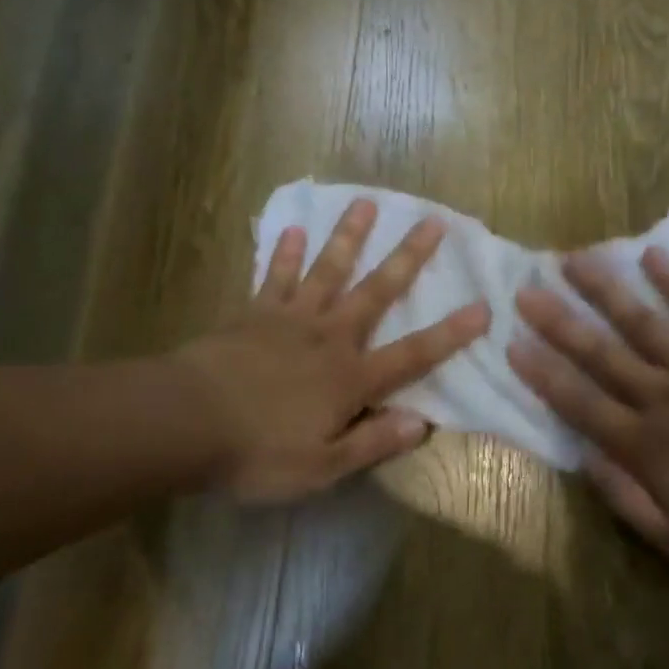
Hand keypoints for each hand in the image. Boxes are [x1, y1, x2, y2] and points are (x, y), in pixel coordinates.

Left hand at [177, 198, 489, 502]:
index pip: (413, 354)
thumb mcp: (322, 466)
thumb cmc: (257, 451)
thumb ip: (373, 441)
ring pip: (329, 270)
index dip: (451, 334)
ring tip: (366, 202)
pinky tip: (294, 228)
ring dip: (350, 236)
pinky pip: (276, 277)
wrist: (185, 422)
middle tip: (433, 221)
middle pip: (377, 291)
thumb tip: (423, 423)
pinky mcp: (254, 312)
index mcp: (350, 377)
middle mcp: (330, 337)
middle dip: (408, 257)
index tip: (483, 306)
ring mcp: (291, 319)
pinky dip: (286, 254)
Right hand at [509, 247, 668, 583]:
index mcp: (645, 446)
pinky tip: (653, 254)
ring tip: (576, 259)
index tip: (513, 344)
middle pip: (602, 353)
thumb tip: (585, 458)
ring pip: (642, 322)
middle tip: (528, 290)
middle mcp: (662, 397)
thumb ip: (626, 499)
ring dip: (606, 289)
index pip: (581, 403)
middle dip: (560, 321)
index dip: (544, 374)